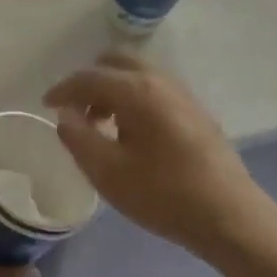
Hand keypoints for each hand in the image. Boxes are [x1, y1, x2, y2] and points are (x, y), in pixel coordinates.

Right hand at [45, 52, 272, 261]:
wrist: (229, 215)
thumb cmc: (163, 195)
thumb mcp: (108, 172)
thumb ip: (79, 138)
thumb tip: (65, 115)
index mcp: (137, 90)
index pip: (89, 77)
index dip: (63, 89)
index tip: (46, 105)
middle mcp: (160, 80)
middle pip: (116, 62)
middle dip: (90, 81)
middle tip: (76, 112)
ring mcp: (182, 93)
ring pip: (137, 74)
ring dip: (112, 90)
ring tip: (101, 126)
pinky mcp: (195, 110)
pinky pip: (154, 89)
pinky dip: (133, 98)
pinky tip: (132, 134)